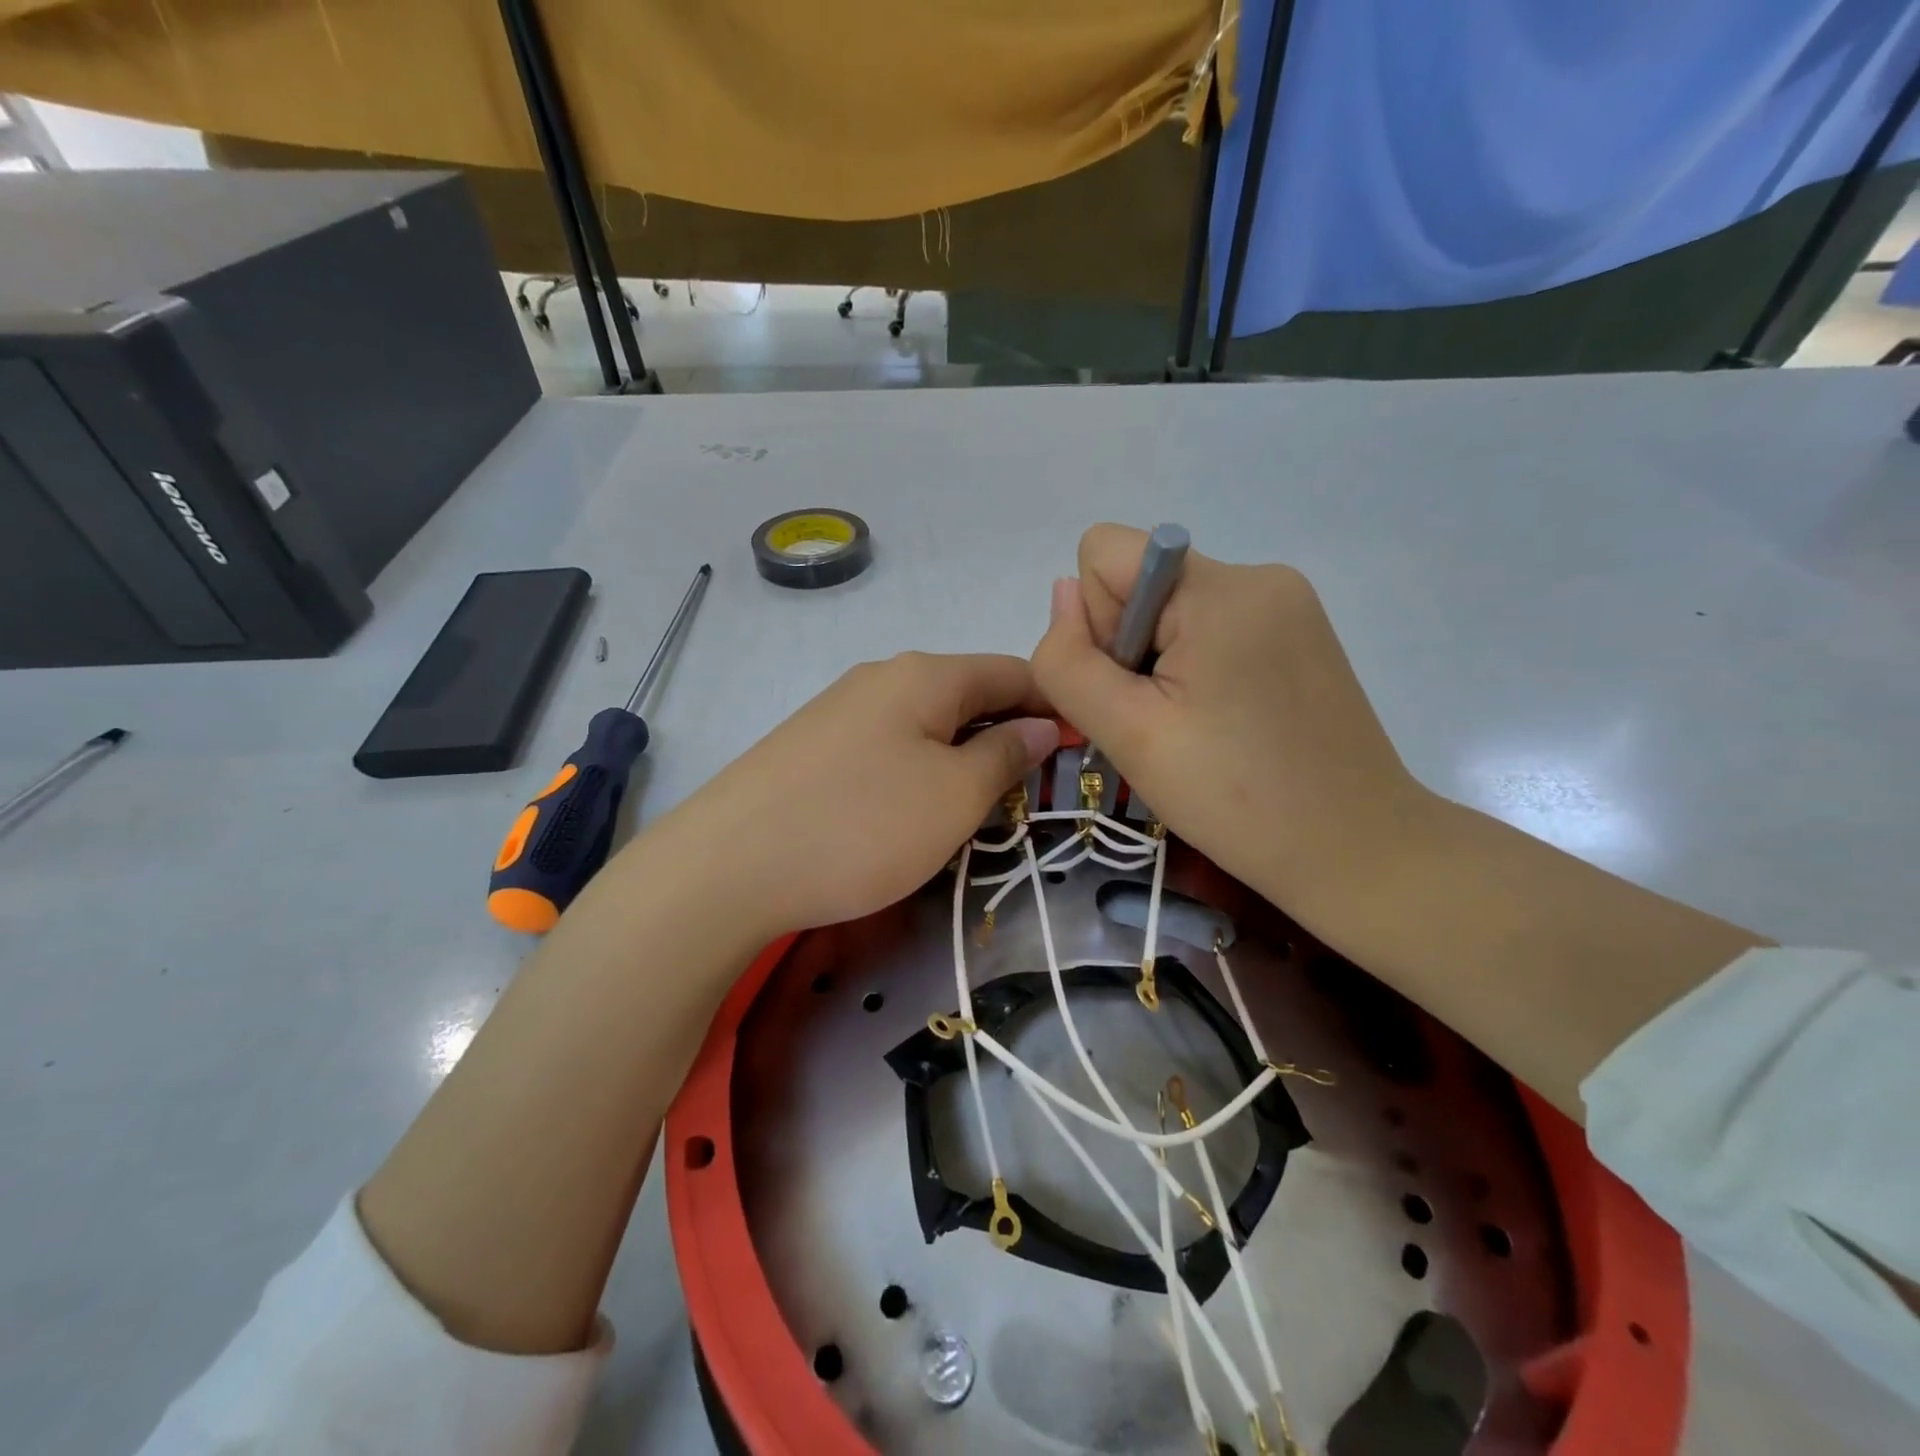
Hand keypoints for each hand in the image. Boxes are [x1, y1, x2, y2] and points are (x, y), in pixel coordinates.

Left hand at [656, 653, 1059, 937]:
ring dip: (963, 753)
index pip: (1012, 670)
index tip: (1082, 745)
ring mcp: (840, 709)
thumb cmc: (861, 827)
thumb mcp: (954, 795)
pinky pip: (888, 745)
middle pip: (968, 692)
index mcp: (925, 674)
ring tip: (979, 804)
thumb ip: (1006, 753)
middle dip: (1009, 732)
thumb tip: (1040, 723)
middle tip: (1034, 788)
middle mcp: (882, 676)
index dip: (1054, 703)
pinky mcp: (812, 746)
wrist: (727, 867)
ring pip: (927, 722)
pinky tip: (913, 808)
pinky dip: (919, 768)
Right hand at [1031, 524, 1434, 923]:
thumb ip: (1071, 661)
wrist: (1355, 851)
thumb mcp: (1129, 733)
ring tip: (1196, 730)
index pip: (1106, 551)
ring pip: (1173, 610)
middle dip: (1130, 649)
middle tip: (1164, 724)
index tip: (1135, 687)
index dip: (1096, 621)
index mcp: (1219, 589)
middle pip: (1141, 583)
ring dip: (1162, 665)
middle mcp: (1259, 575)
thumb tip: (1063, 593)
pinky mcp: (1301, 634)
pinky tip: (1224, 723)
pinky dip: (1197, 670)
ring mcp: (1288, 603)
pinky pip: (1214, 628)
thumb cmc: (1236, 797)